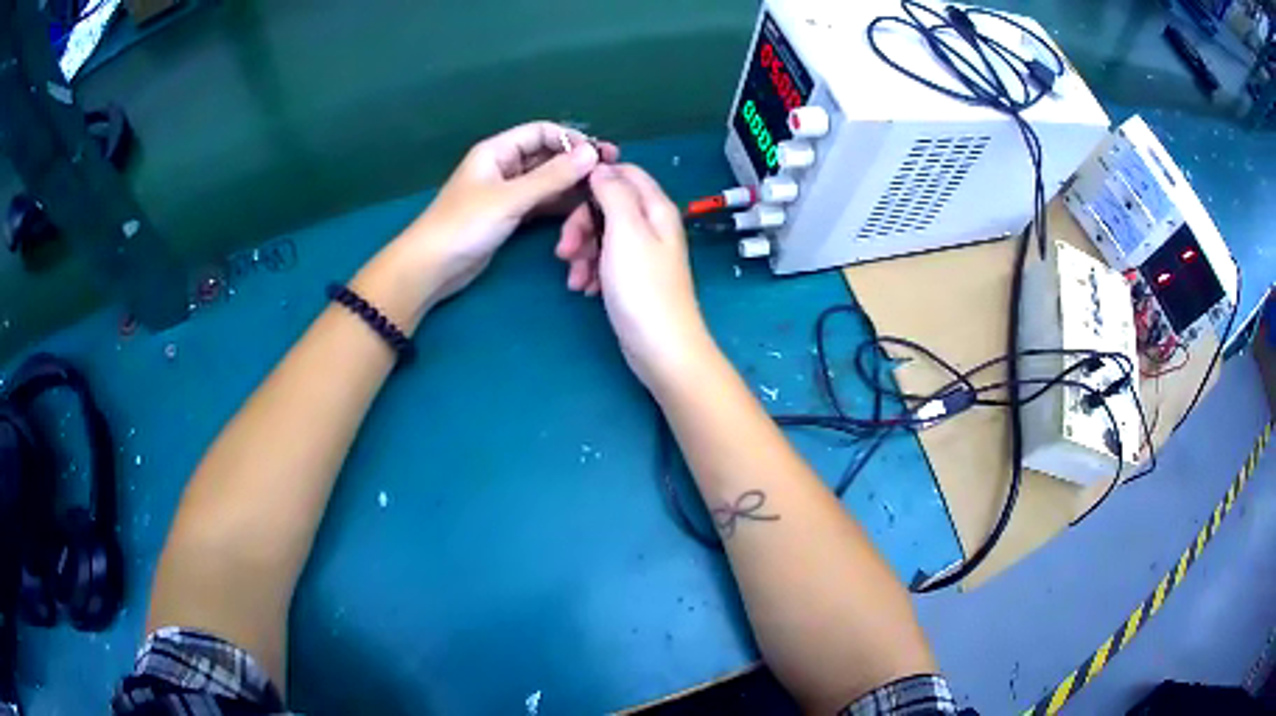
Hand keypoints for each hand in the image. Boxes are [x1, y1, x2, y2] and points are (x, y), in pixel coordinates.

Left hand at [401, 121, 618, 301]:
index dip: (571, 140)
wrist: (432, 267)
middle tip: (610, 173)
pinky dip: (559, 203)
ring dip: (570, 184)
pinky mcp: (508, 215)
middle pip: (546, 155)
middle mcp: (503, 166)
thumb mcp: (510, 198)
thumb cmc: (464, 225)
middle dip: (576, 162)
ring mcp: (506, 192)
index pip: (542, 132)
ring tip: (601, 193)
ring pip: (545, 180)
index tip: (601, 154)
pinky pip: (540, 202)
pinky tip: (581, 209)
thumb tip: (592, 154)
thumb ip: (552, 177)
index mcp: (497, 151)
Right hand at [556, 164, 713, 386]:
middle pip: (609, 206)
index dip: (597, 177)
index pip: (626, 173)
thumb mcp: (625, 231)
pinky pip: (606, 261)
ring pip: (603, 235)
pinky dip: (592, 271)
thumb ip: (613, 194)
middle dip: (581, 225)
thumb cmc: (642, 287)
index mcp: (656, 208)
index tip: (567, 192)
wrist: (661, 347)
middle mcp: (652, 225)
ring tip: (575, 280)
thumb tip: (601, 167)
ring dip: (582, 252)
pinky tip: (585, 290)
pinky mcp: (633, 277)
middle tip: (564, 251)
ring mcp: (643, 253)